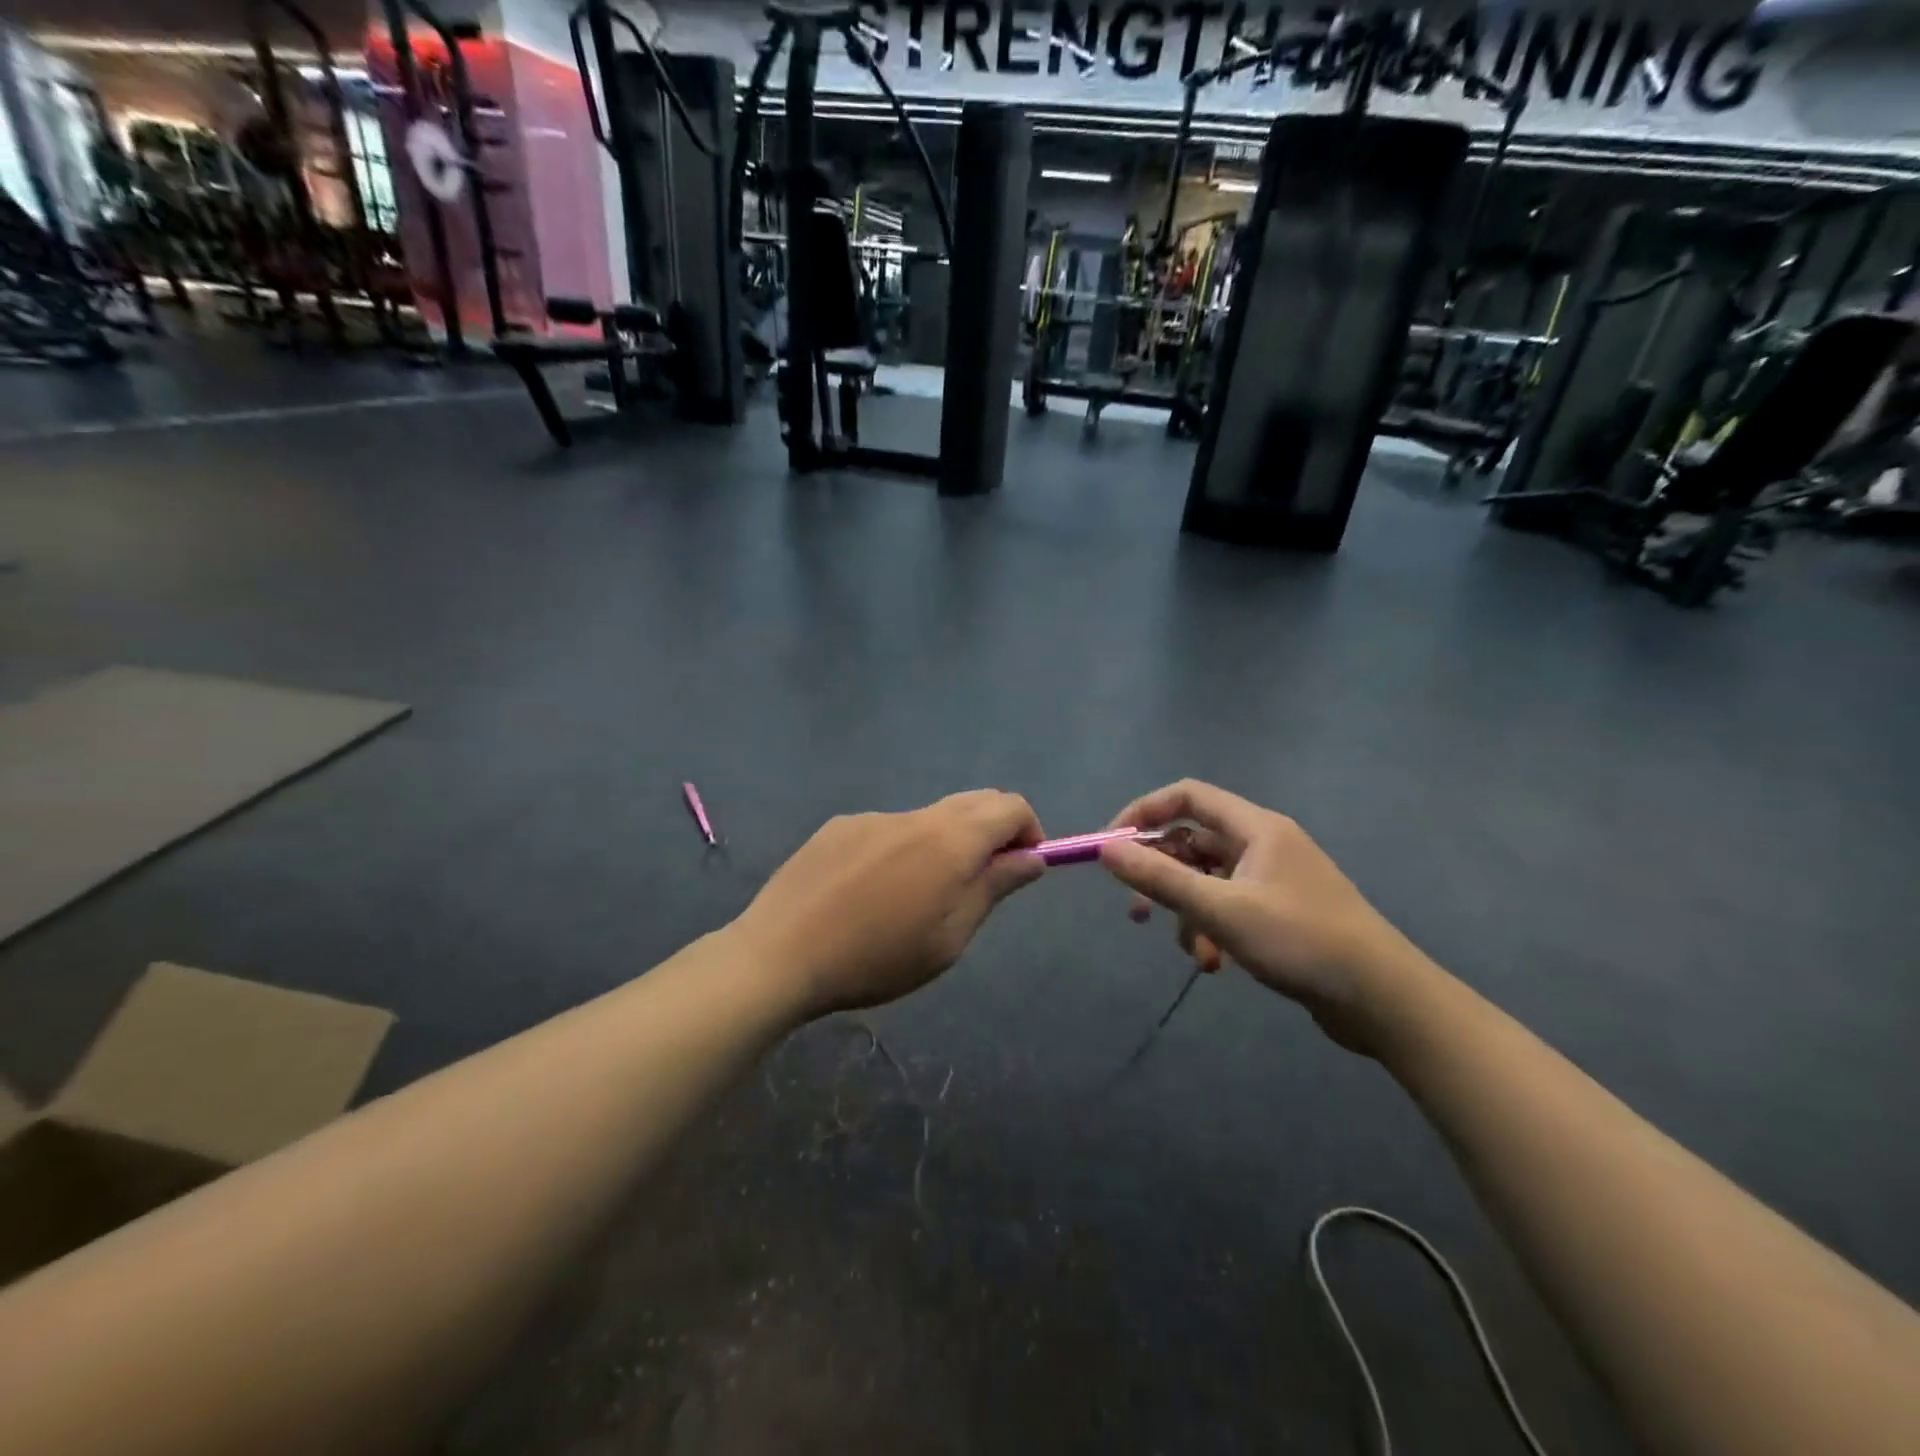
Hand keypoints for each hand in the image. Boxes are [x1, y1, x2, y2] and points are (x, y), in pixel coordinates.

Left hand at [734, 790, 1044, 1017]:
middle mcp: (916, 815)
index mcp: (951, 840)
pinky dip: (902, 849)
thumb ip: (994, 888)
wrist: (779, 954)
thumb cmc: (876, 958)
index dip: (1029, 831)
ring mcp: (873, 816)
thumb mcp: (949, 938)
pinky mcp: (839, 825)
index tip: (1022, 867)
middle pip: (974, 802)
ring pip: (929, 818)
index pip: (1011, 807)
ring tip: (916, 896)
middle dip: (993, 831)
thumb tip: (1032, 857)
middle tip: (981, 881)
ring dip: (944, 843)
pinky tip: (870, 892)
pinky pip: (888, 829)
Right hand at [1100, 780, 1428, 1054]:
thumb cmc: (1301, 942)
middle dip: (1161, 876)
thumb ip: (1159, 878)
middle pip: (1192, 841)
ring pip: (1207, 880)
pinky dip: (1212, 929)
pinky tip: (1217, 964)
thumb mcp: (1220, 910)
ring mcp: (1273, 878)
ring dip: (1188, 913)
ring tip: (1195, 954)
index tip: (1111, 847)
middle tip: (1137, 911)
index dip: (1143, 813)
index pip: (1186, 795)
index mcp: (1255, 827)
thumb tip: (1104, 848)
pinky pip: (1228, 906)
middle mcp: (1263, 843)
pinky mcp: (1280, 911)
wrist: (1383, 999)